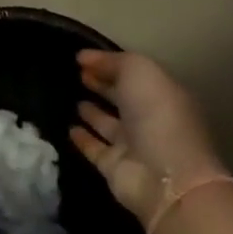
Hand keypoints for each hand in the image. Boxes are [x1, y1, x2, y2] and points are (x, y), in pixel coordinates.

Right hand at [69, 51, 229, 232]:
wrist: (164, 176)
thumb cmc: (157, 116)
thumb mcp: (140, 72)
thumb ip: (112, 61)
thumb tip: (84, 57)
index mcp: (163, 96)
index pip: (134, 76)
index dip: (110, 65)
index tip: (81, 59)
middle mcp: (150, 120)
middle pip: (123, 99)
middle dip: (103, 86)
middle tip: (78, 75)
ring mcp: (133, 146)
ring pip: (108, 124)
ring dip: (93, 113)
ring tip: (72, 100)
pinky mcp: (114, 167)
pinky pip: (94, 148)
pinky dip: (82, 139)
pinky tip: (68, 128)